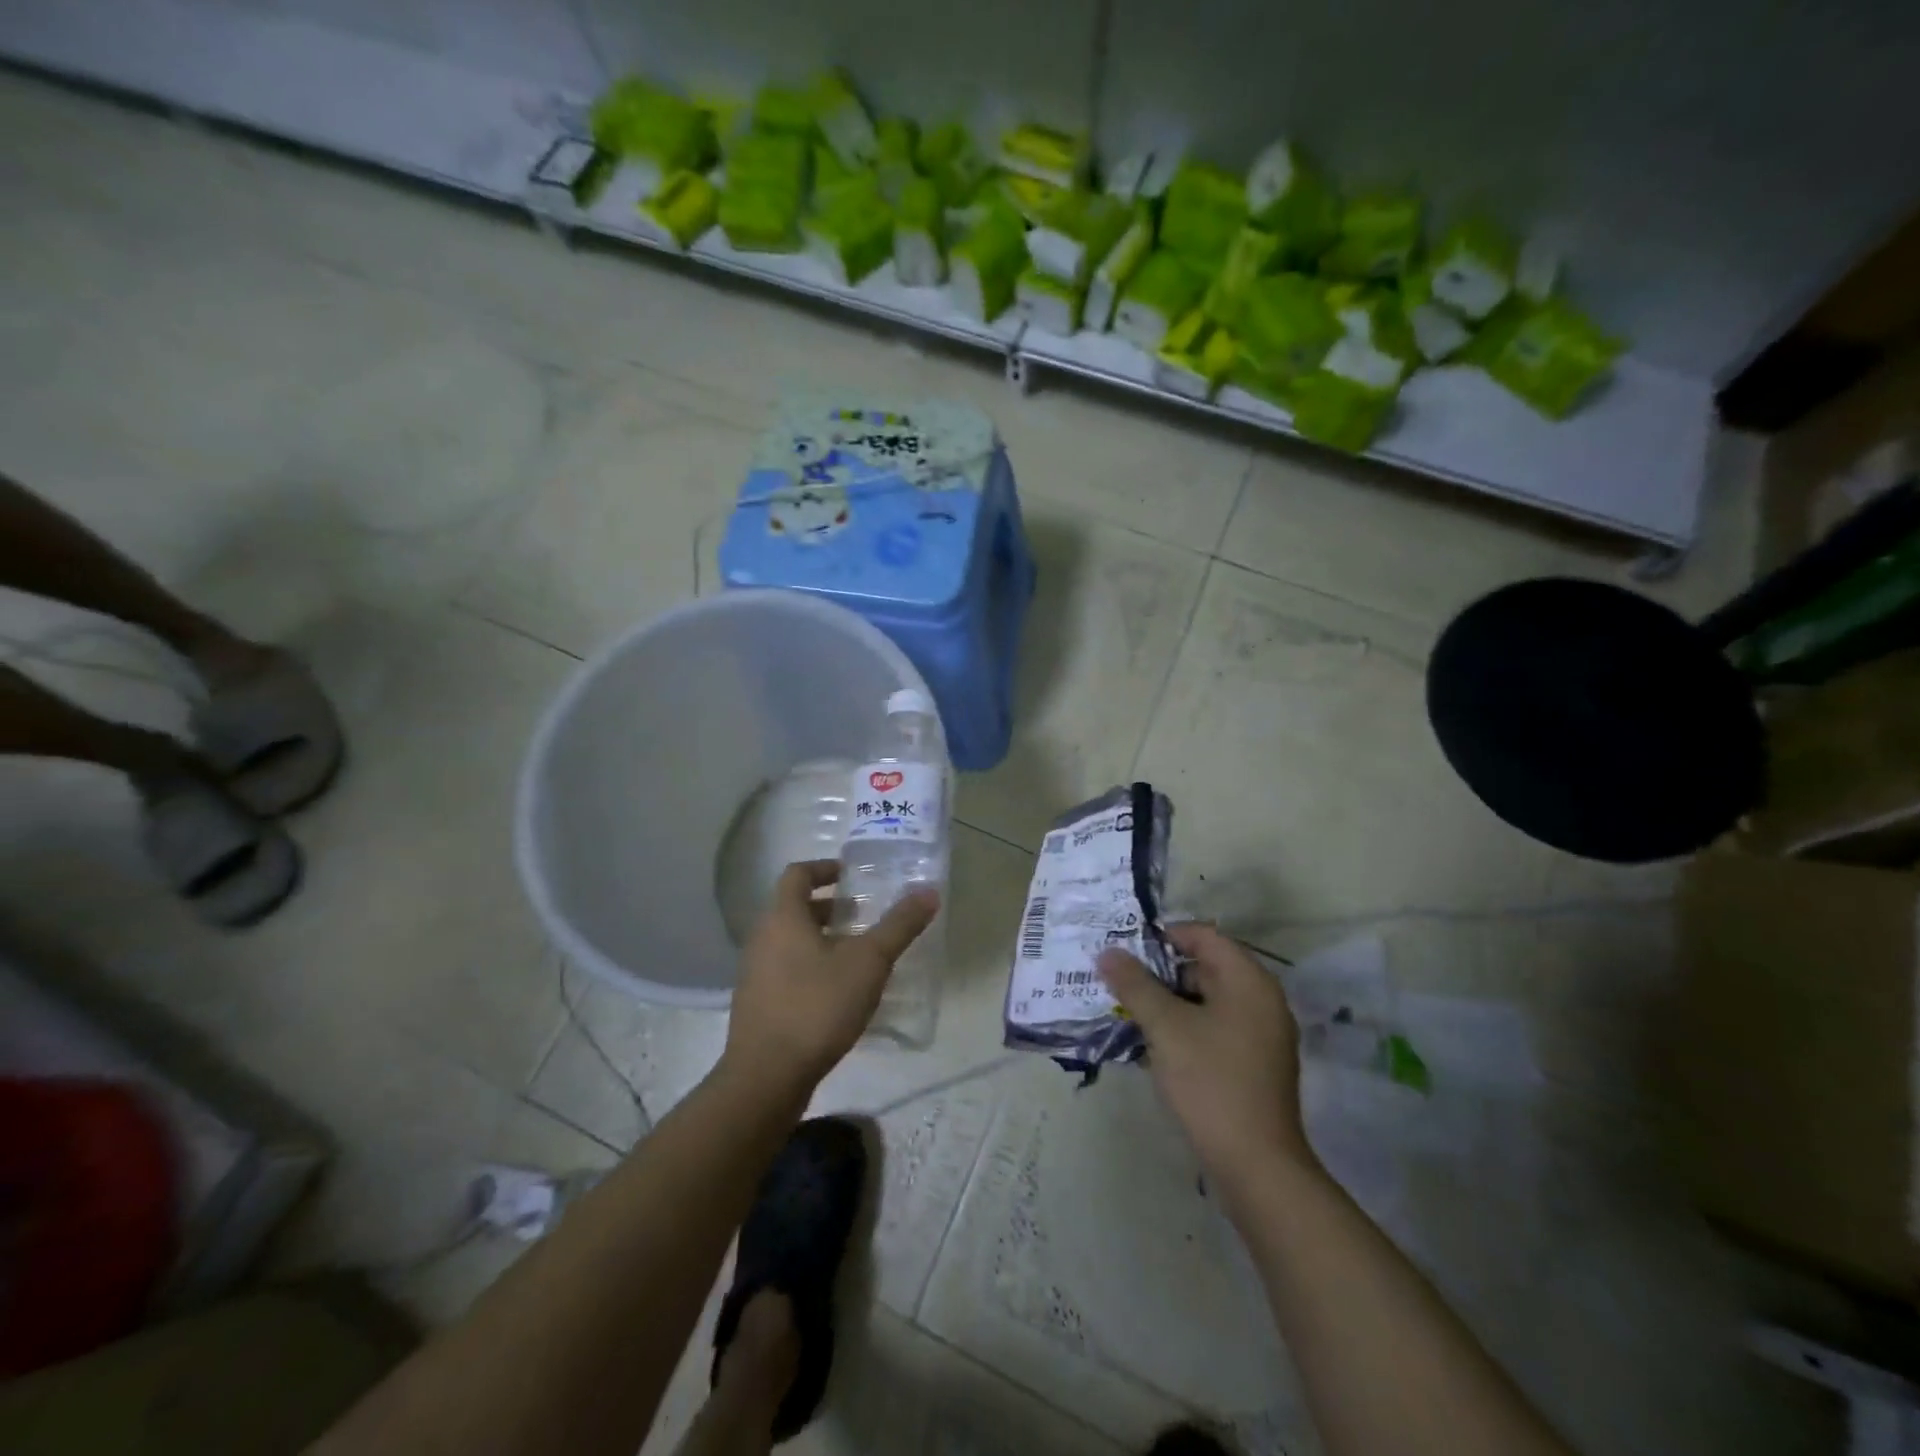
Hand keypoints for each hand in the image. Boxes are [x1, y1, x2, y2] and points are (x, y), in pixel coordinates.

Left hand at [722, 860, 938, 1100]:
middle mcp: (762, 938)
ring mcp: (754, 973)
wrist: (766, 1077)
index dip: (824, 868)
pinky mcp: (757, 1004)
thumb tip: (929, 891)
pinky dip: (809, 965)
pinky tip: (837, 991)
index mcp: (783, 918)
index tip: (851, 875)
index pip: (797, 874)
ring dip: (820, 937)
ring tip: (855, 953)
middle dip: (828, 906)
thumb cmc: (817, 1006)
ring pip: (788, 940)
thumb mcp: (869, 963)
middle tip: (862, 914)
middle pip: (793, 908)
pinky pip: (784, 969)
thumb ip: (899, 925)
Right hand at [1097, 923, 1316, 1190]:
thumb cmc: (1211, 1082)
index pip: (1204, 935)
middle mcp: (1261, 1000)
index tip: (1127, 949)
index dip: (1164, 936)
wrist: (1257, 1166)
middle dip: (1160, 972)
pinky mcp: (1253, 1064)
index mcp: (1249, 981)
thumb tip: (1108, 952)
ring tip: (1127, 1011)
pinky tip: (1151, 1044)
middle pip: (1205, 966)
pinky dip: (1184, 1027)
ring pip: (1206, 1000)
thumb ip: (1135, 984)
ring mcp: (1261, 1034)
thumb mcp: (1165, 1027)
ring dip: (1168, 1002)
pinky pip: (1214, 1028)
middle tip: (1119, 980)